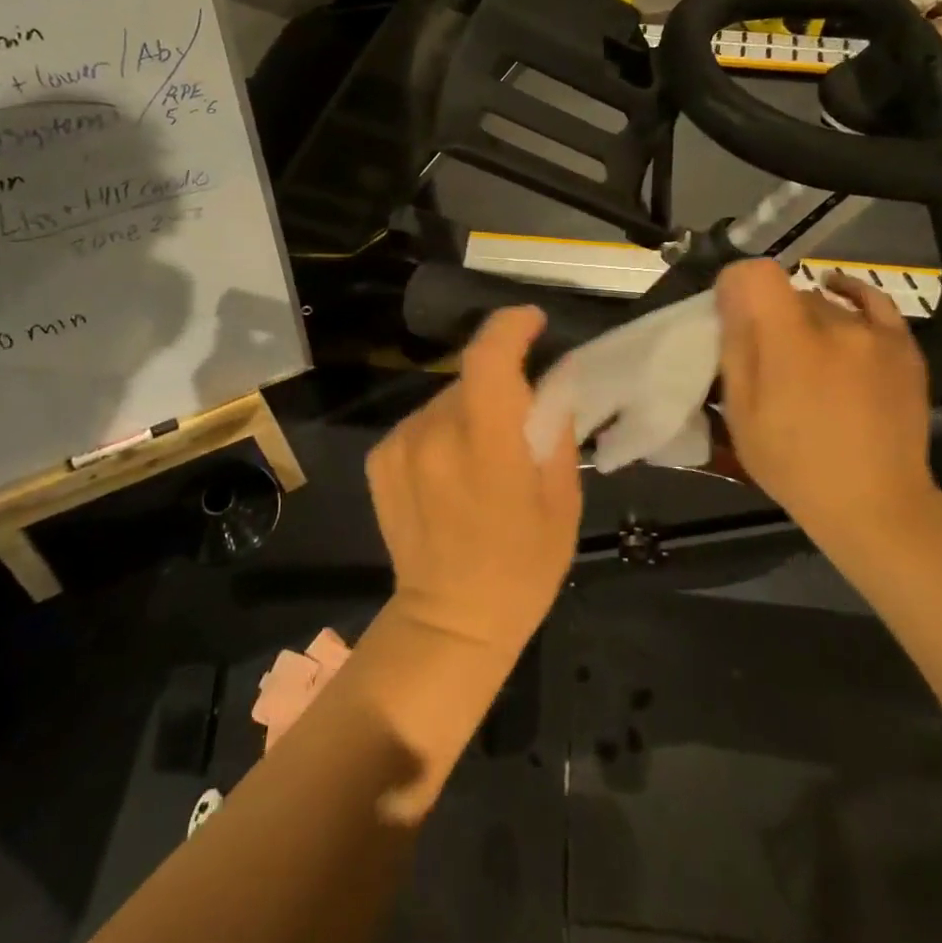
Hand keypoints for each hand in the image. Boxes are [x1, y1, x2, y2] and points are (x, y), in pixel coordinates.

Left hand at [367, 307, 582, 654]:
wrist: (451, 620)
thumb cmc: (522, 567)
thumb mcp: (562, 500)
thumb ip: (555, 430)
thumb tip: (549, 383)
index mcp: (485, 446)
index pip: (488, 359)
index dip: (510, 328)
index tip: (532, 322)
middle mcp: (433, 435)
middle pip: (470, 379)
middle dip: (499, 386)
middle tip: (520, 422)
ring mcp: (400, 445)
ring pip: (445, 400)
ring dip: (469, 411)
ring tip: (483, 458)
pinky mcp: (380, 458)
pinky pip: (421, 423)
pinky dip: (442, 431)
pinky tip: (451, 473)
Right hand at [716, 260, 937, 535]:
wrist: (873, 502)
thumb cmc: (792, 463)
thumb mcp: (741, 411)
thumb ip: (735, 348)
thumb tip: (730, 297)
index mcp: (788, 342)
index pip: (754, 275)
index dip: (735, 286)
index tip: (728, 313)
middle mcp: (834, 324)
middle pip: (787, 293)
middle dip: (768, 313)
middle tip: (763, 353)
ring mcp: (874, 333)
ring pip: (823, 304)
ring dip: (804, 320)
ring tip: (803, 357)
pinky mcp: (903, 346)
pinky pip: (873, 302)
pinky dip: (849, 293)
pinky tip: (835, 290)